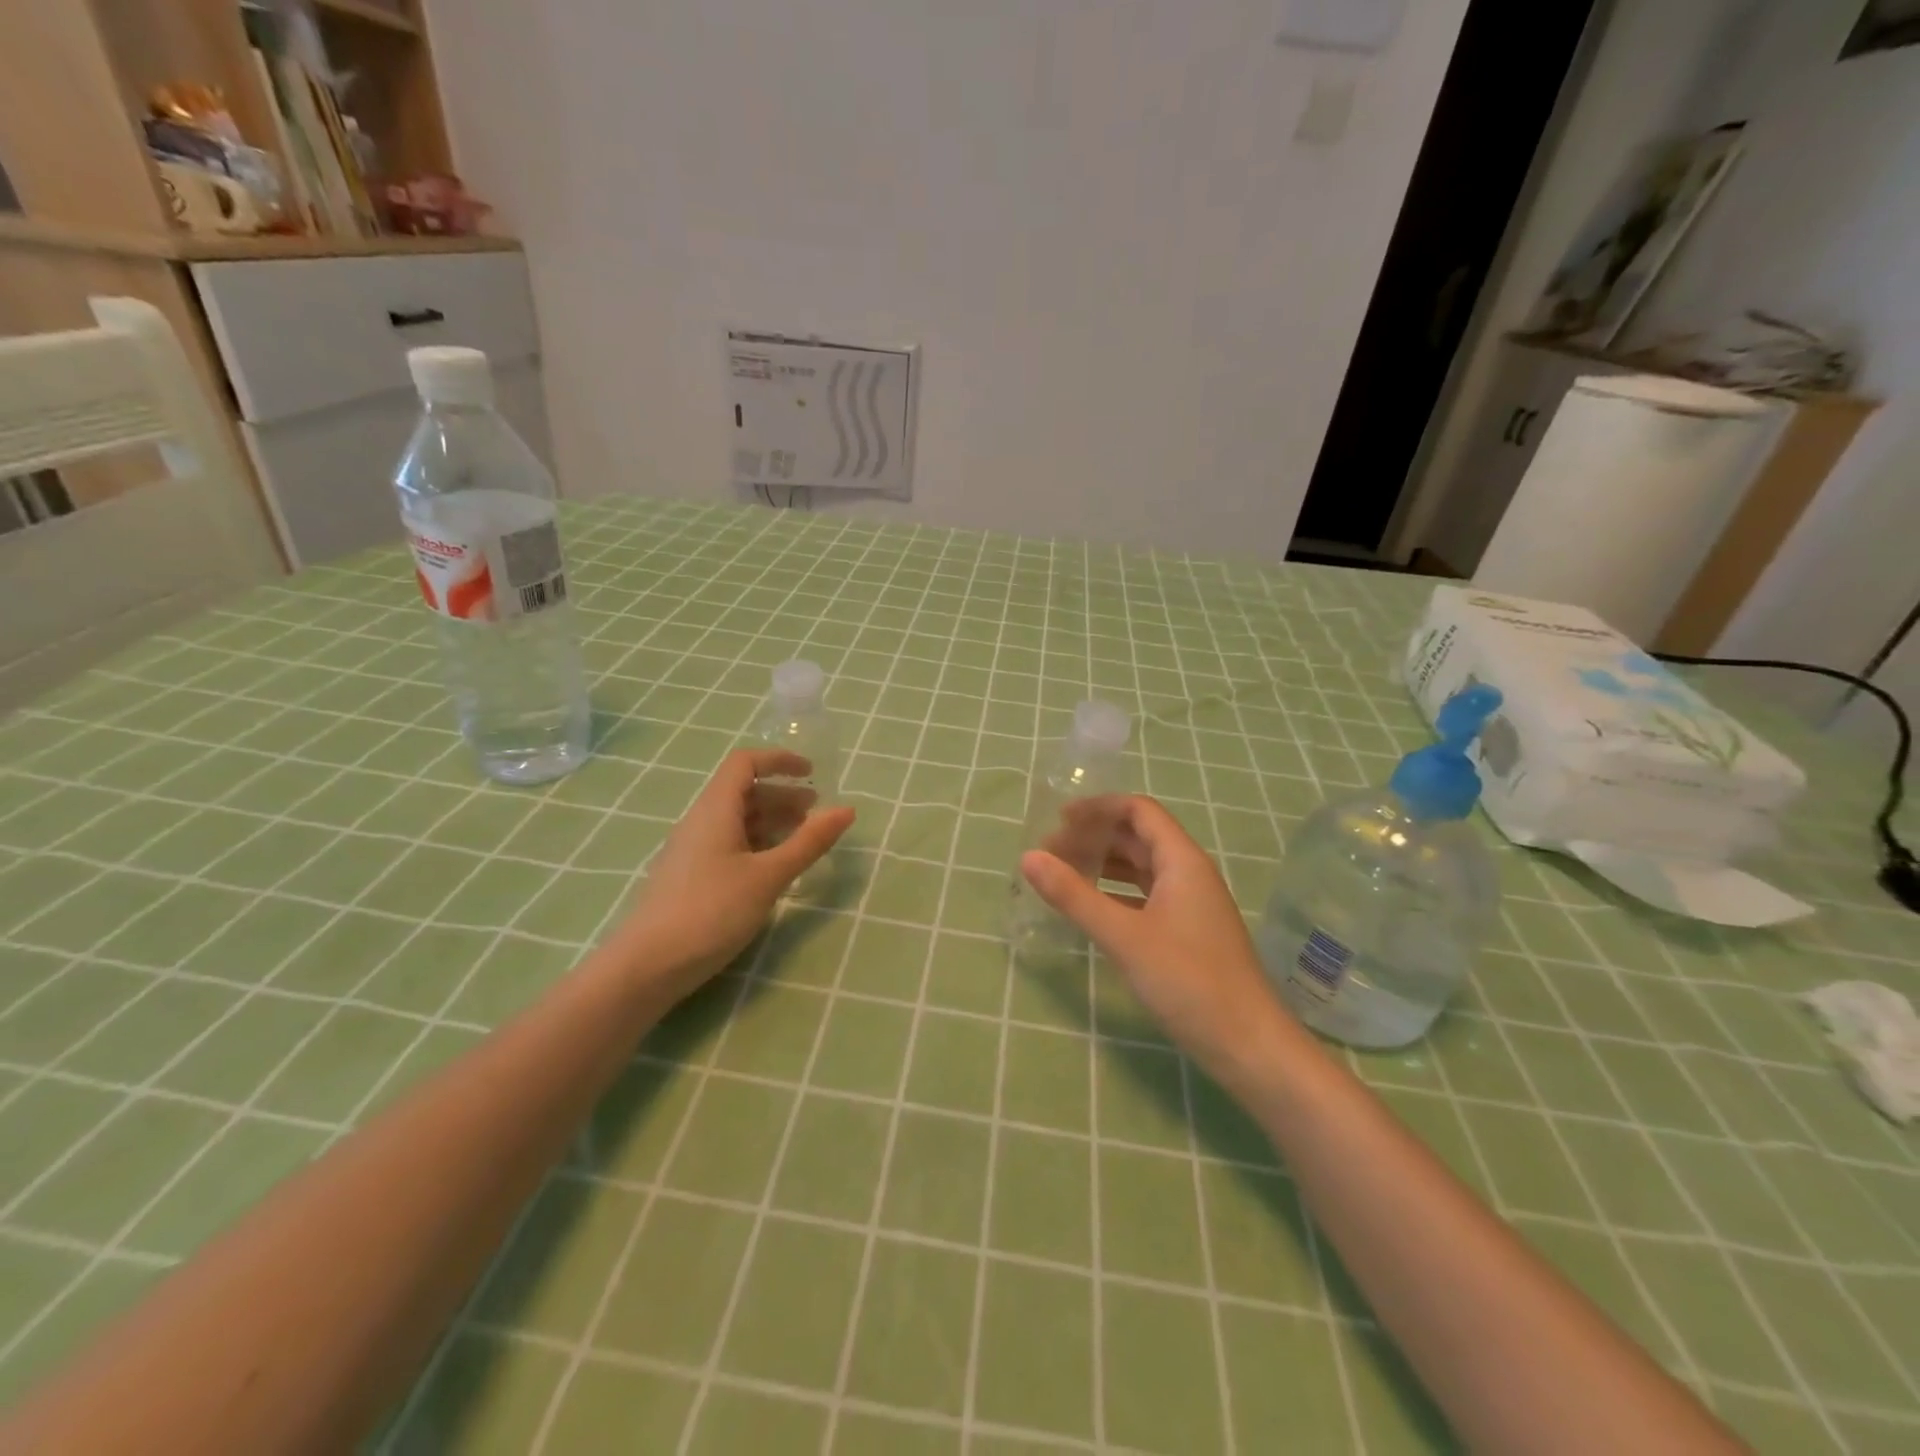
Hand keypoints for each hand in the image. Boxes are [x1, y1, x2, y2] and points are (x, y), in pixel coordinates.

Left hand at [617, 749, 853, 996]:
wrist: (647, 966)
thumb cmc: (711, 911)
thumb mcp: (768, 876)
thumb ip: (808, 842)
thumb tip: (846, 810)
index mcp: (715, 810)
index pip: (745, 763)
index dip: (779, 761)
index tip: (812, 774)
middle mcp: (701, 822)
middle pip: (743, 792)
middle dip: (783, 795)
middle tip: (816, 813)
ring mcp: (692, 851)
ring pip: (737, 821)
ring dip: (772, 822)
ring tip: (802, 840)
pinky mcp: (691, 877)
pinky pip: (729, 845)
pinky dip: (758, 845)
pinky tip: (774, 869)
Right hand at [1020, 795, 1286, 1080]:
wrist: (1248, 1046)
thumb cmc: (1188, 981)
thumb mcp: (1124, 936)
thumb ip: (1074, 896)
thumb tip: (1028, 858)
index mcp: (1182, 861)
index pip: (1138, 811)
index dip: (1098, 808)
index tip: (1057, 820)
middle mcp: (1189, 874)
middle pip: (1137, 837)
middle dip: (1094, 837)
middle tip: (1050, 853)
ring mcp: (1190, 905)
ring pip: (1141, 868)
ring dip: (1103, 865)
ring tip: (1062, 875)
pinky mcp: (1186, 933)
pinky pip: (1145, 896)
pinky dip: (1115, 893)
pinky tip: (1091, 908)